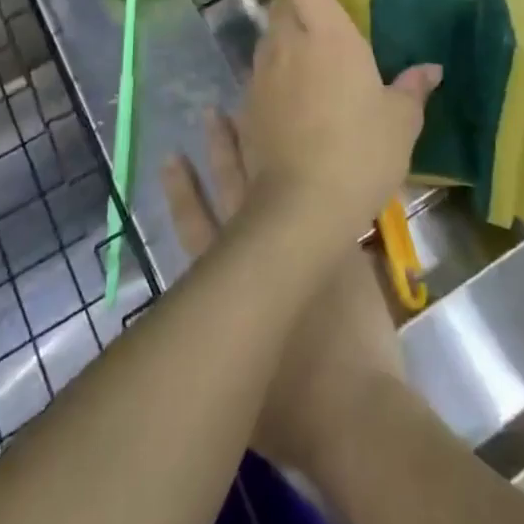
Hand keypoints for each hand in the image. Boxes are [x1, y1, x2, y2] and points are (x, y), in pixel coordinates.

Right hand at [163, 112, 405, 478]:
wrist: (350, 406)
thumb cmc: (289, 411)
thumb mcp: (240, 382)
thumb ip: (228, 342)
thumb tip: (220, 328)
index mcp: (230, 283)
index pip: (196, 225)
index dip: (184, 193)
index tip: (173, 158)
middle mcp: (260, 251)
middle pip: (234, 188)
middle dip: (222, 150)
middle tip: (211, 112)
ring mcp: (304, 241)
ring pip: (277, 182)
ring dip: (263, 150)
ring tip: (257, 118)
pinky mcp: (341, 244)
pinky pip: (328, 196)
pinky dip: (318, 170)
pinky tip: (318, 146)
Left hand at [241, 0, 438, 243]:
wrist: (301, 207)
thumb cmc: (361, 152)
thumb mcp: (401, 122)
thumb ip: (412, 88)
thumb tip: (430, 69)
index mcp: (327, 35)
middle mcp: (287, 45)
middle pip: (282, 4)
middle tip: (324, 13)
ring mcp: (261, 75)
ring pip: (268, 39)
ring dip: (285, 36)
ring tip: (310, 55)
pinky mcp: (247, 107)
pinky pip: (259, 74)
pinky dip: (274, 72)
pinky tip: (291, 95)